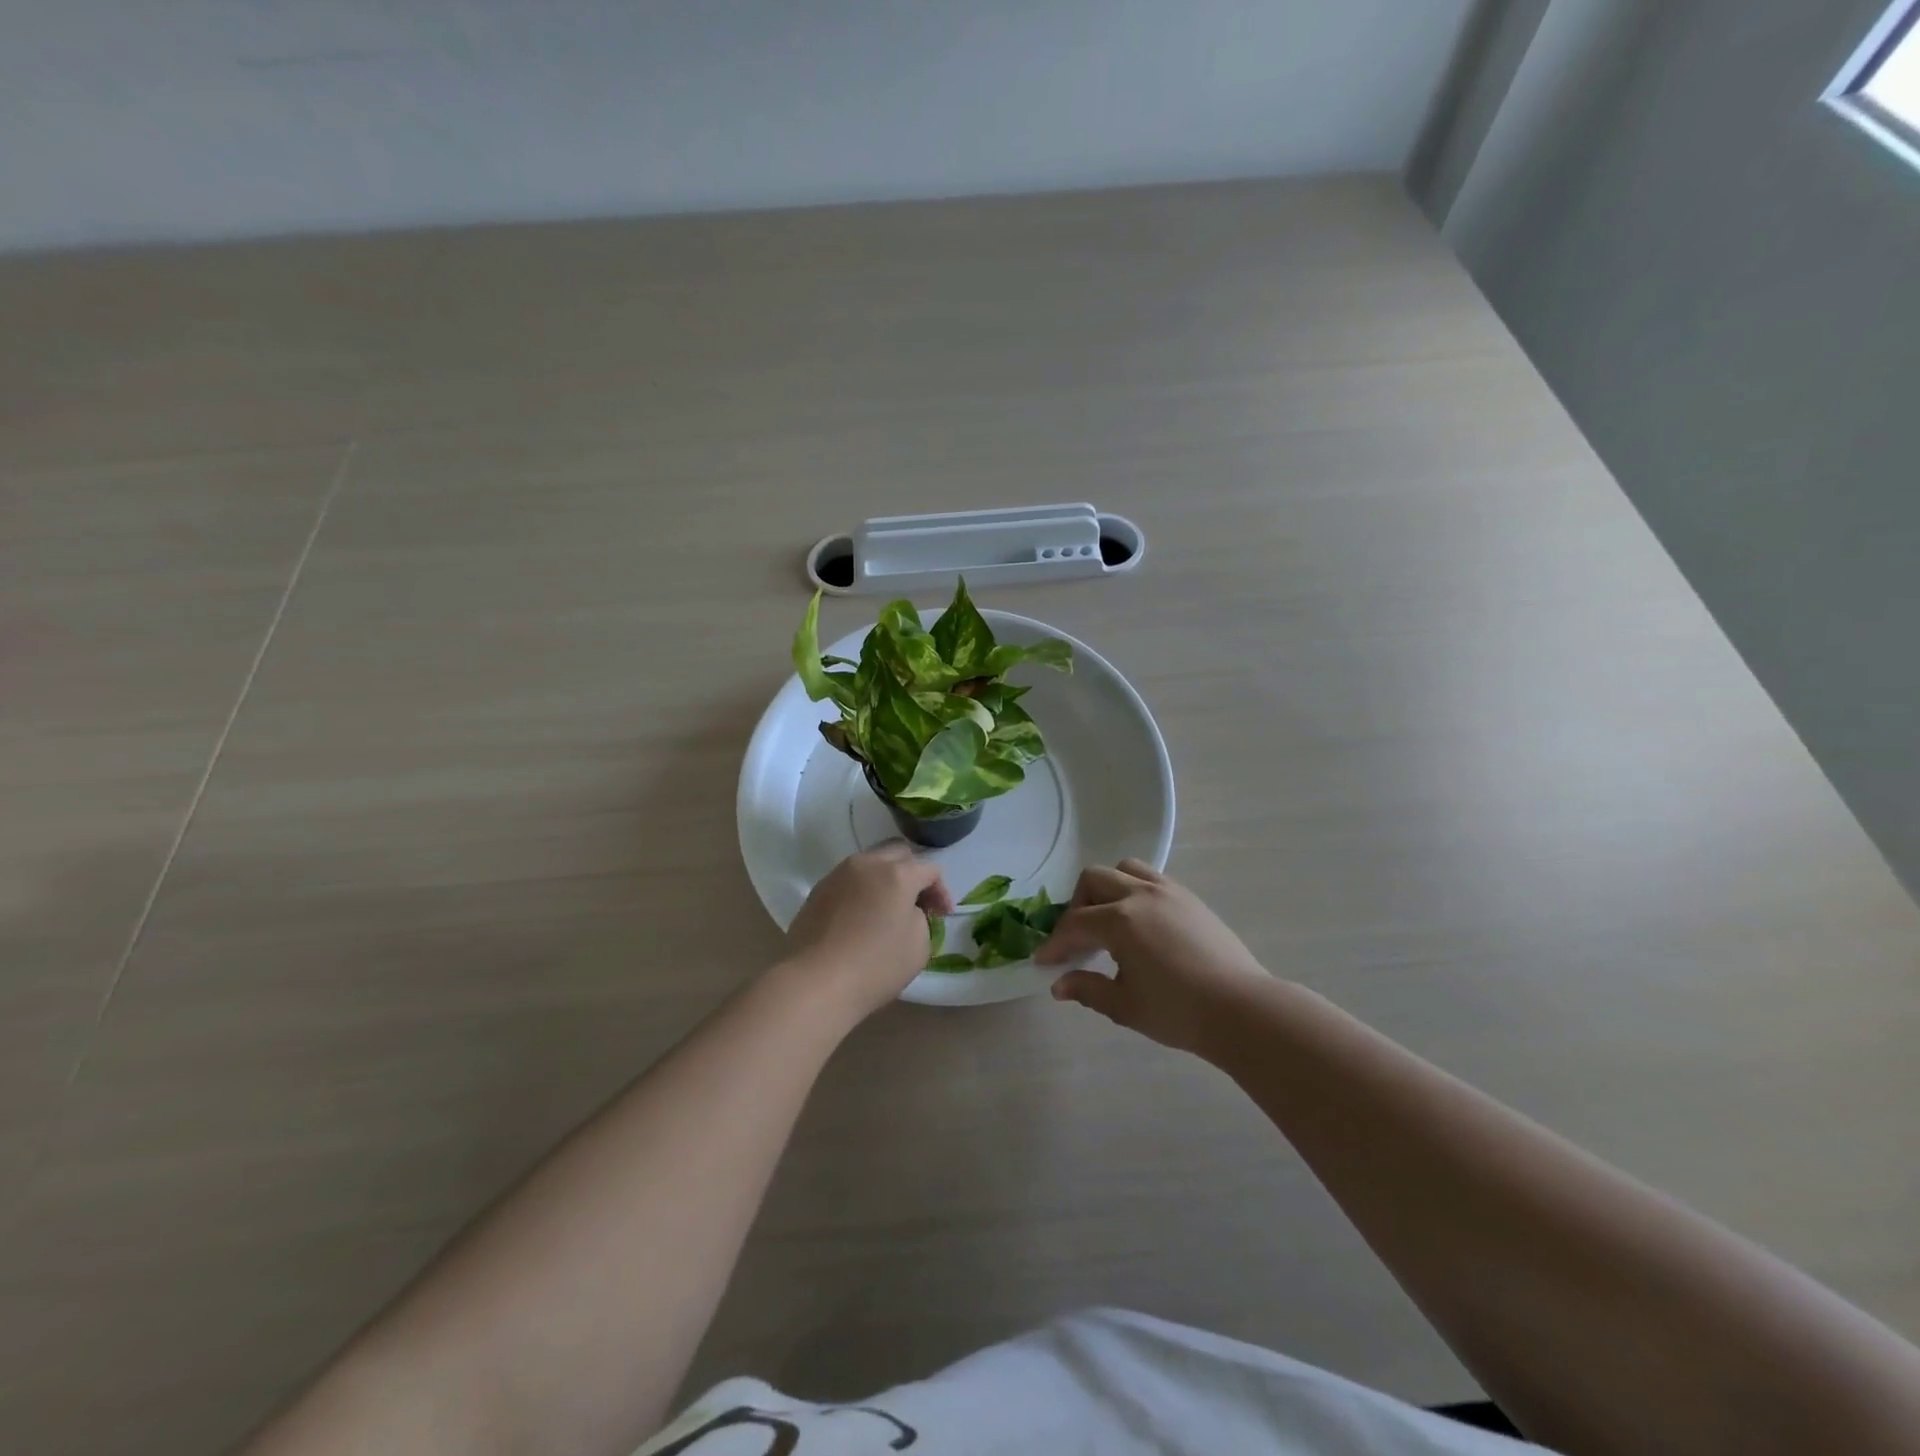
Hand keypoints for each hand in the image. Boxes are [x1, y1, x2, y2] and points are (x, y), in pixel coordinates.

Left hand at [783, 843, 953, 1019]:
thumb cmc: (875, 965)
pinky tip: (862, 916)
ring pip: (871, 863)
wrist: (815, 982)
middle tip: (919, 903)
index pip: (930, 869)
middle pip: (899, 854)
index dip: (942, 891)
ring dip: (886, 879)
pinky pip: (850, 880)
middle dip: (914, 874)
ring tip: (888, 908)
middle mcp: (868, 864)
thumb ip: (921, 918)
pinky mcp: (818, 890)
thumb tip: (907, 910)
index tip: (942, 915)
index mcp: (897, 874)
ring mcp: (839, 874)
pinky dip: (863, 890)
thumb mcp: (919, 946)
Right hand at [1036, 859, 1269, 1053]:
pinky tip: (1140, 923)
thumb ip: (1088, 989)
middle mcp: (1141, 895)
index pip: (1075, 924)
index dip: (1055, 943)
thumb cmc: (1178, 1011)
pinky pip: (1151, 879)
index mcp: (1120, 920)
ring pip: (1125, 869)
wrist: (1242, 1010)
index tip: (1043, 961)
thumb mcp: (1125, 1006)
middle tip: (1078, 939)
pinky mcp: (1190, 898)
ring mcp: (1169, 892)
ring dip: (1107, 889)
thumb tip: (1059, 985)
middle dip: (1077, 905)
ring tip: (1109, 921)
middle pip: (1094, 880)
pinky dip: (1134, 891)